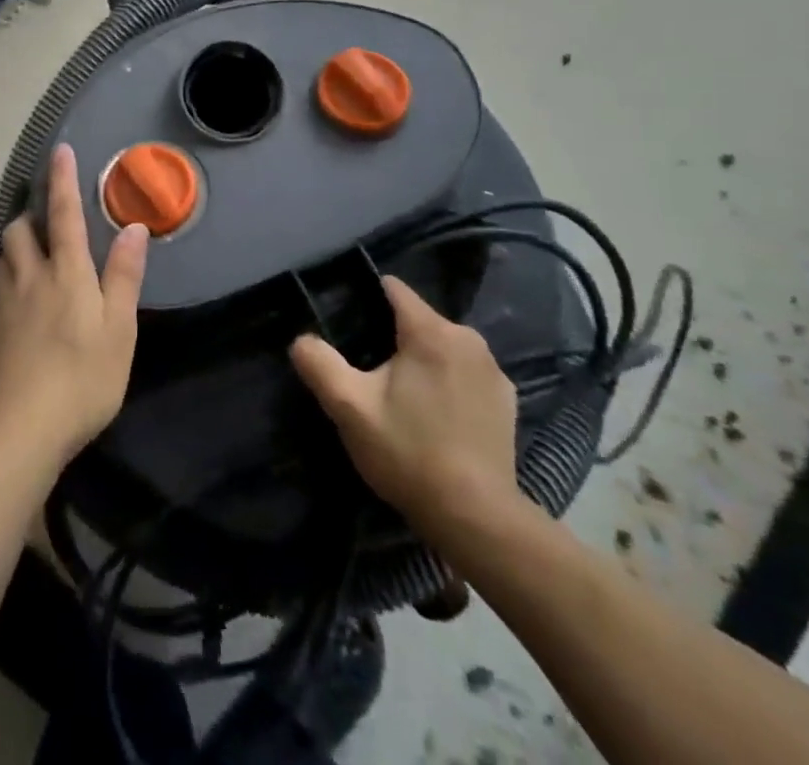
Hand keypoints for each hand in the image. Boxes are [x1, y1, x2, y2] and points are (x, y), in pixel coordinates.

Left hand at [0, 145, 148, 467]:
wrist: (23, 427)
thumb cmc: (84, 377)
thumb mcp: (119, 329)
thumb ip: (124, 276)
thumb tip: (133, 227)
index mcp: (67, 273)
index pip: (64, 214)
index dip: (62, 180)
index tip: (60, 151)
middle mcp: (31, 278)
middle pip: (19, 231)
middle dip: (29, 217)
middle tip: (45, 222)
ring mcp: (5, 304)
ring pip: (3, 258)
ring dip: (15, 247)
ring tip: (31, 256)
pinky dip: (8, 281)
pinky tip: (19, 303)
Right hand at [290, 275, 521, 543]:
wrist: (477, 519)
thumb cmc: (409, 453)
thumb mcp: (349, 408)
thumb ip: (319, 363)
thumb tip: (301, 340)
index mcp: (431, 331)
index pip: (393, 289)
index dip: (365, 298)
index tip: (347, 323)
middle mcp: (469, 339)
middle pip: (418, 319)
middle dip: (392, 335)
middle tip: (368, 371)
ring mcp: (493, 371)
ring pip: (443, 346)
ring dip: (421, 360)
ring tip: (401, 395)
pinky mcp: (507, 401)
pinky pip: (465, 373)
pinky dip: (448, 382)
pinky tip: (435, 416)